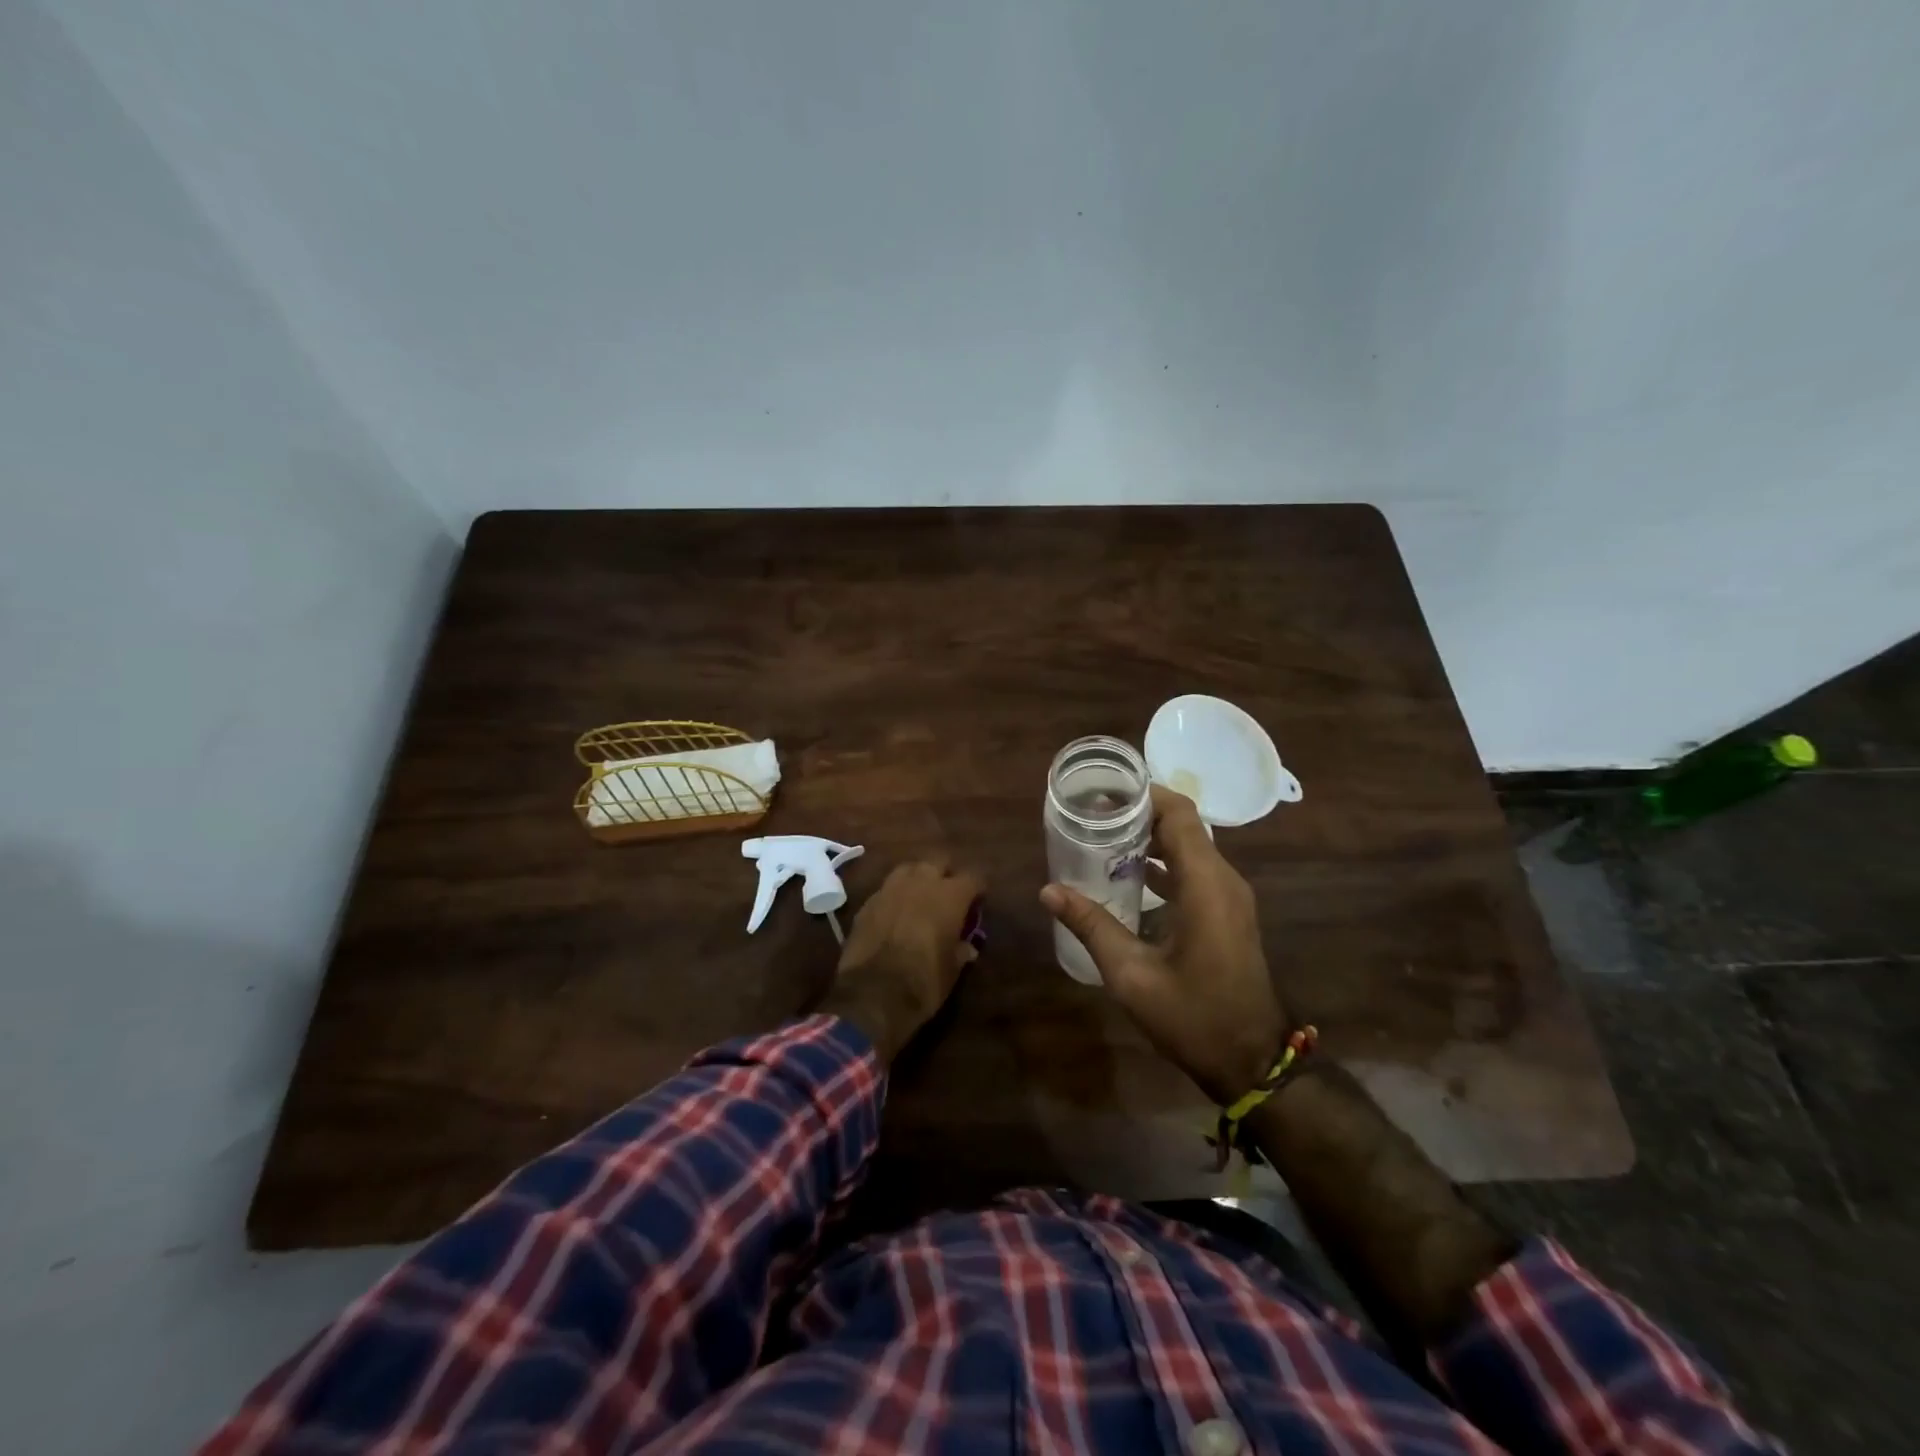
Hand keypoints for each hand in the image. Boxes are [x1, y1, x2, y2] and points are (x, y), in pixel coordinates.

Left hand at [820, 860, 984, 1063]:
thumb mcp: (952, 971)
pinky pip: (887, 889)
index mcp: (949, 896)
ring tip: (920, 898)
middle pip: (938, 861)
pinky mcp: (867, 902)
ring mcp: (890, 888)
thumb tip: (967, 947)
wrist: (872, 994)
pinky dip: (895, 896)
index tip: (978, 900)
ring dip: (918, 879)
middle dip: (946, 873)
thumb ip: (961, 951)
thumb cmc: (924, 982)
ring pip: (909, 869)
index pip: (973, 877)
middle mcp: (921, 883)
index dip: (977, 888)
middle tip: (948, 894)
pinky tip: (895, 914)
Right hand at [1041, 785, 1286, 1103]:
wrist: (1252, 1061)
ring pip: (1190, 847)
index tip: (1102, 791)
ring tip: (1102, 839)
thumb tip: (1049, 890)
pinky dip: (1164, 863)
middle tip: (1091, 814)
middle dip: (1138, 813)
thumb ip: (1092, 926)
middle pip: (1183, 825)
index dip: (1143, 794)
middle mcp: (1224, 880)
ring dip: (1150, 838)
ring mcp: (1230, 897)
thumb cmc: (1194, 1017)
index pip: (1178, 814)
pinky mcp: (1228, 913)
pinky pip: (1196, 870)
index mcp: (1206, 885)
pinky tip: (1129, 877)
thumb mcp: (1132, 975)